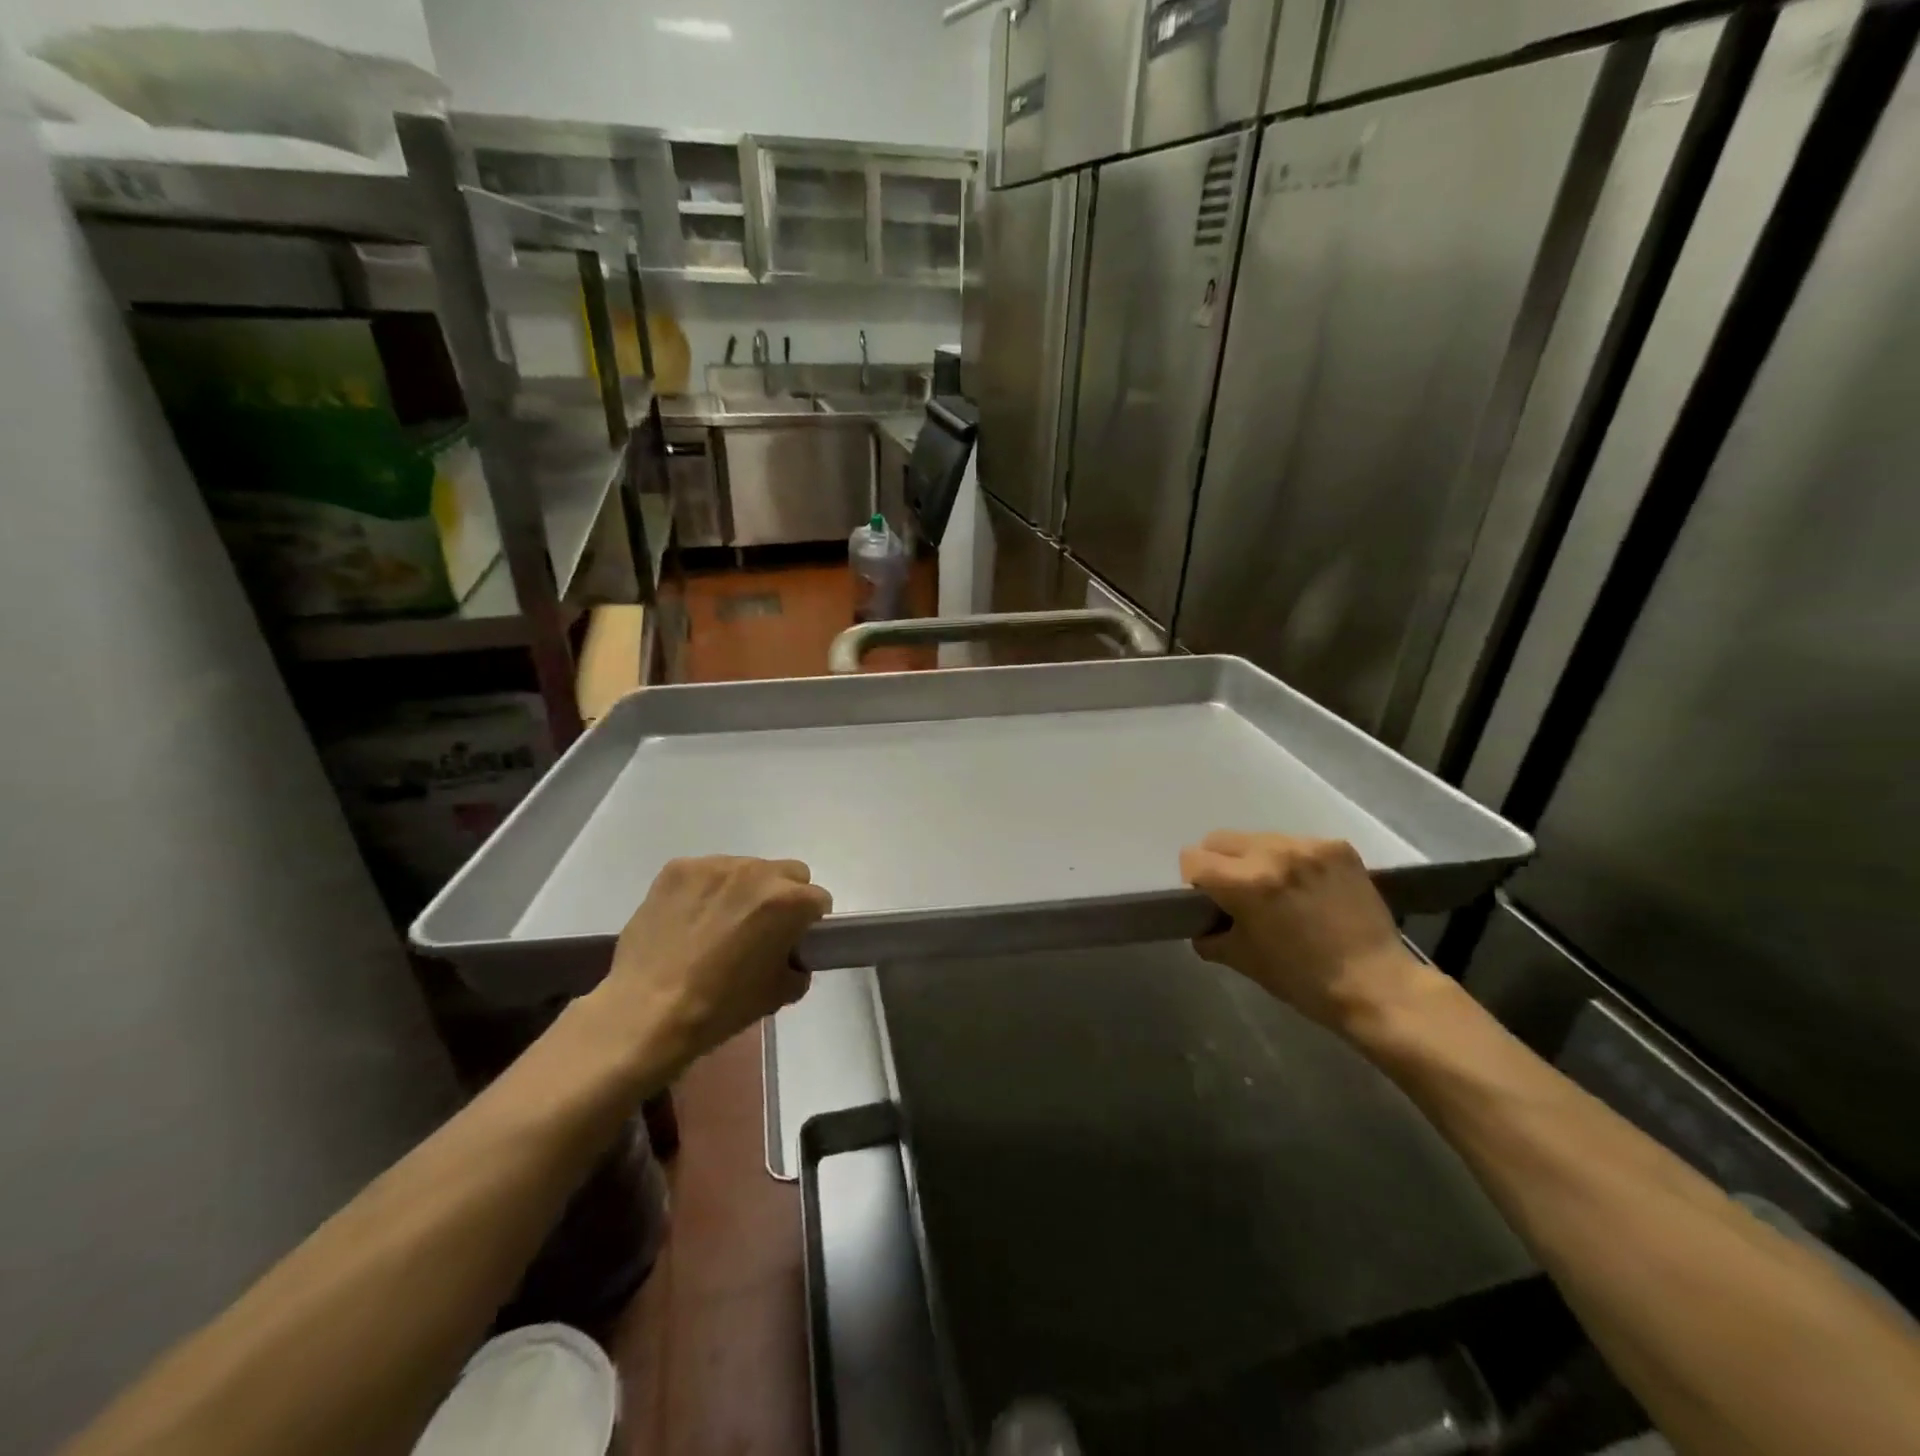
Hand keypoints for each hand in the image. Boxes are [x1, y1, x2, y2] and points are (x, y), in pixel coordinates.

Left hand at [583, 856, 831, 1074]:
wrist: (647, 1012)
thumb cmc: (721, 1007)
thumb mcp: (779, 993)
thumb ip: (797, 963)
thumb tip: (790, 954)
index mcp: (788, 901)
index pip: (818, 900)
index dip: (808, 923)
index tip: (793, 941)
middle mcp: (756, 872)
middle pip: (788, 873)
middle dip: (782, 896)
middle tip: (760, 928)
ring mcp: (713, 865)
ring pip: (746, 869)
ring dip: (742, 890)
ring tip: (717, 924)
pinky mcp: (677, 868)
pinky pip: (705, 873)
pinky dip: (705, 891)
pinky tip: (689, 920)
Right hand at [1179, 831, 1435, 1035]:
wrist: (1377, 985)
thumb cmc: (1303, 980)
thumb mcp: (1241, 960)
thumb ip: (1210, 933)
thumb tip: (1202, 921)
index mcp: (1246, 883)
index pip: (1193, 858)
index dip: (1194, 882)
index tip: (1209, 901)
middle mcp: (1274, 853)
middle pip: (1220, 840)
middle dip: (1221, 865)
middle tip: (1240, 895)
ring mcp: (1309, 847)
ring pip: (1259, 839)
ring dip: (1258, 861)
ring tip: (1280, 893)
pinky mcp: (1338, 848)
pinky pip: (1296, 844)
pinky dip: (1293, 863)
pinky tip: (1309, 890)